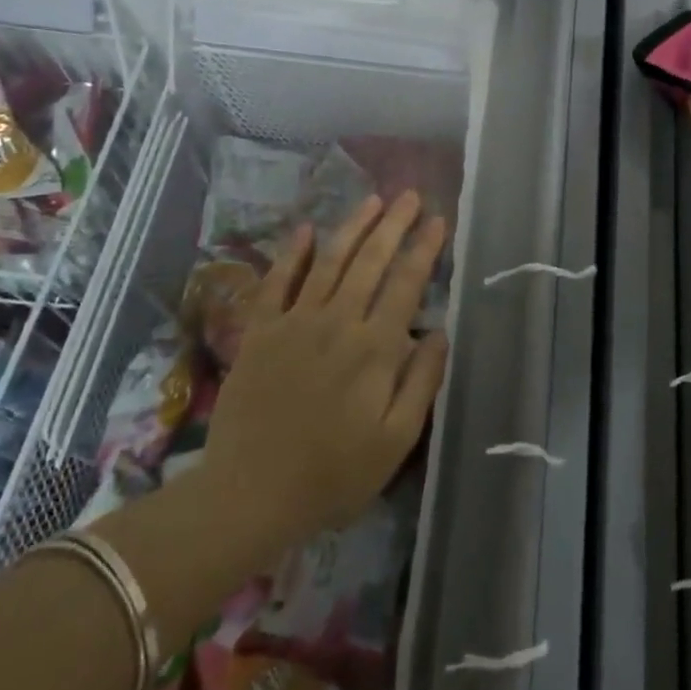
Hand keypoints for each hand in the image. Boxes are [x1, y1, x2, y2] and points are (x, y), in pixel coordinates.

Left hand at [194, 191, 449, 559]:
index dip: (424, 248)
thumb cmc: (333, 474)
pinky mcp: (259, 333)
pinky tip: (304, 229)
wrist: (250, 495)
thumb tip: (440, 332)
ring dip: (352, 227)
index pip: (406, 283)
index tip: (438, 220)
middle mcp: (337, 322)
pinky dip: (291, 254)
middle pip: (370, 261)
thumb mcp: (395, 440)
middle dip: (393, 224)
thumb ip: (422, 382)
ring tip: (372, 200)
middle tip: (409, 195)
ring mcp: (294, 323)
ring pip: (328, 262)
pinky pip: (276, 283)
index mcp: (375, 348)